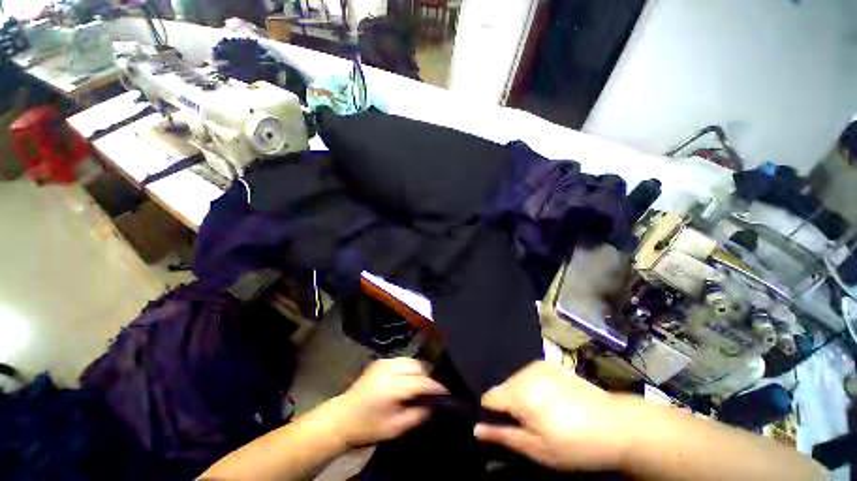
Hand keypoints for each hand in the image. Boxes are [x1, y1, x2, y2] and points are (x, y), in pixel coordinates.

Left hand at [329, 358, 447, 446]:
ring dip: (419, 370)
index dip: (435, 386)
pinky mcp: (380, 361)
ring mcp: (384, 362)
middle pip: (418, 365)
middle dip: (427, 376)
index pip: (421, 380)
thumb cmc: (368, 426)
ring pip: (410, 360)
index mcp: (393, 386)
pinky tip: (407, 378)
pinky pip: (401, 360)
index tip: (445, 391)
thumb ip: (417, 415)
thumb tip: (432, 404)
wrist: (342, 417)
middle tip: (431, 390)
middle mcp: (390, 368)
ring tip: (420, 384)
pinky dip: (409, 367)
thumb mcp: (395, 428)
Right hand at [474, 361, 633, 471]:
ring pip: (516, 380)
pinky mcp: (550, 365)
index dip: (491, 413)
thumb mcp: (538, 449)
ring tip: (543, 414)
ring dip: (521, 396)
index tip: (506, 427)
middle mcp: (526, 373)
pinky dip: (532, 386)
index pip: (489, 397)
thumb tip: (476, 429)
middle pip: (503, 387)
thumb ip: (504, 436)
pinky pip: (529, 374)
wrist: (616, 425)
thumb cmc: (575, 443)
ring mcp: (539, 366)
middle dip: (509, 405)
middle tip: (530, 425)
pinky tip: (551, 401)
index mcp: (520, 393)